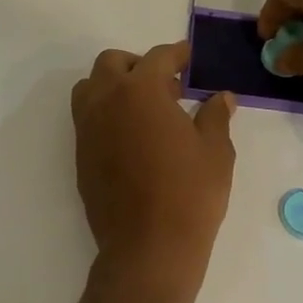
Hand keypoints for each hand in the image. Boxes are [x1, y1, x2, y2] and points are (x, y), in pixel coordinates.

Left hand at [71, 41, 236, 282]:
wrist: (148, 248)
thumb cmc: (190, 194)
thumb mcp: (216, 151)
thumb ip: (215, 116)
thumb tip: (221, 97)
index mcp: (140, 91)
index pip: (158, 58)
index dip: (178, 54)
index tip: (190, 57)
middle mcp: (106, 101)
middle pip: (113, 63)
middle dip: (139, 65)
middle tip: (167, 85)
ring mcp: (88, 129)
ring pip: (91, 88)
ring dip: (114, 86)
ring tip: (145, 109)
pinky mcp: (80, 156)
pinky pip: (88, 119)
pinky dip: (106, 114)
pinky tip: (133, 138)